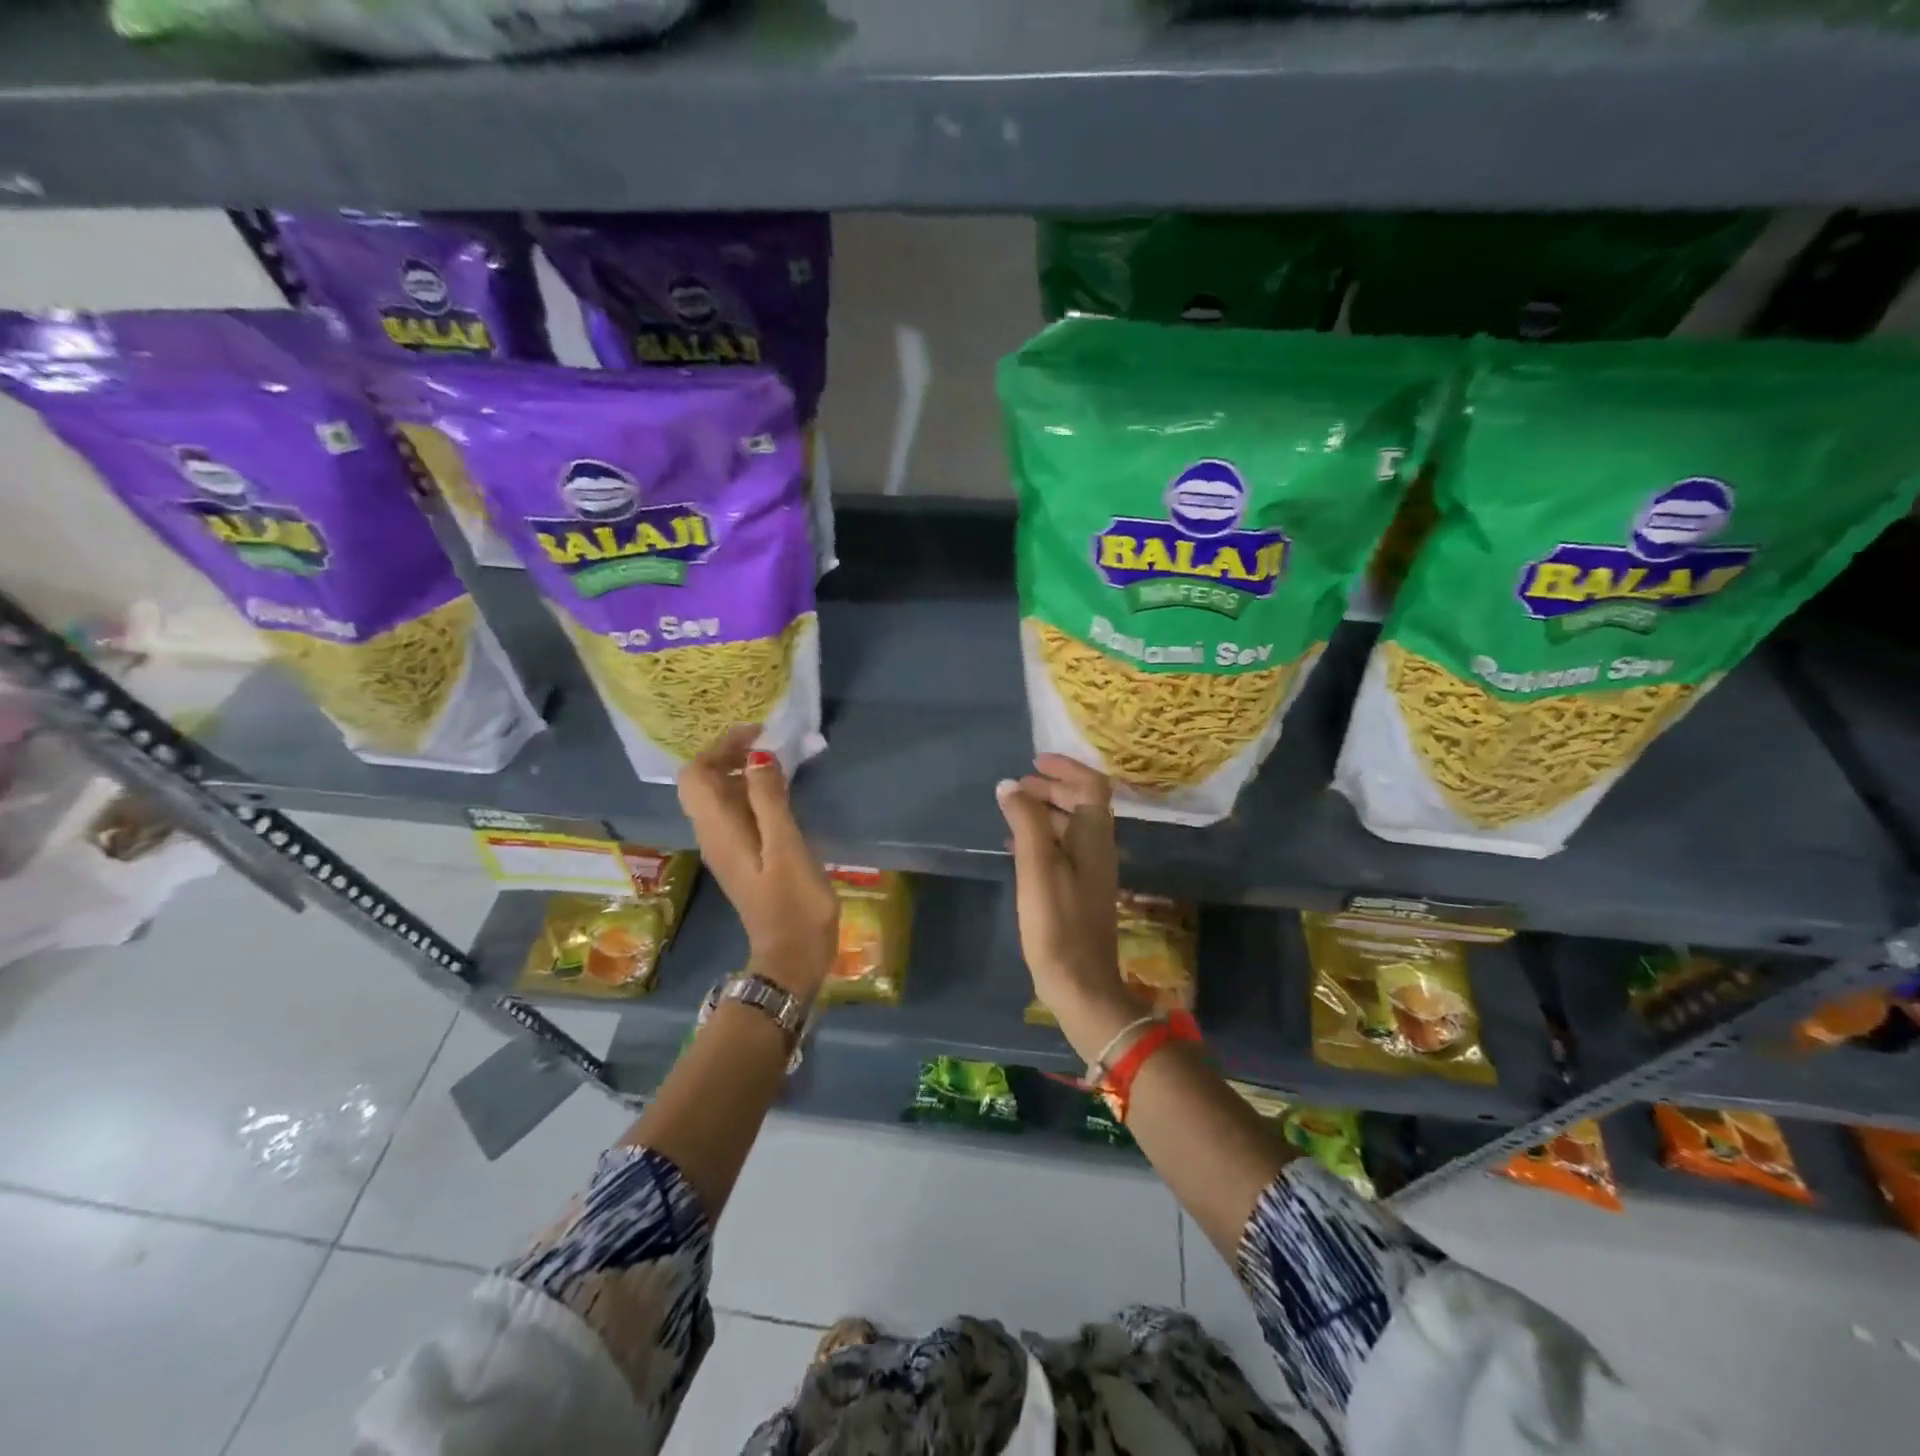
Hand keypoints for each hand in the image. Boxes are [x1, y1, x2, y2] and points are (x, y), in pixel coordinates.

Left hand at [678, 726, 837, 999]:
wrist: (793, 956)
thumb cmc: (794, 901)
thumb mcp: (786, 845)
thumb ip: (769, 798)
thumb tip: (757, 754)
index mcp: (718, 829)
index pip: (696, 774)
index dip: (720, 747)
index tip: (758, 735)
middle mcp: (714, 835)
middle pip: (704, 783)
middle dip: (730, 755)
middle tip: (770, 744)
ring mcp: (727, 848)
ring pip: (720, 797)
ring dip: (741, 772)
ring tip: (780, 761)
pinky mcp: (743, 857)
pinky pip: (736, 813)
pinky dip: (752, 793)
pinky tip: (782, 794)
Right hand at [995, 755, 1138, 1060]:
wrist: (1080, 983)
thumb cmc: (1057, 921)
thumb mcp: (1037, 865)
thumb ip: (1026, 821)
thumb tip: (1011, 785)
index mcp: (1095, 836)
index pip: (1091, 786)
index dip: (1066, 768)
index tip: (1034, 761)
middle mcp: (1099, 848)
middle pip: (1082, 804)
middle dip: (1052, 788)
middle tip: (1017, 786)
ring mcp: (1092, 872)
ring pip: (1072, 827)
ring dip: (1045, 812)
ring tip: (1011, 811)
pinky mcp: (1080, 892)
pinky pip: (1063, 850)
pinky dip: (1043, 838)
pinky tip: (1017, 848)